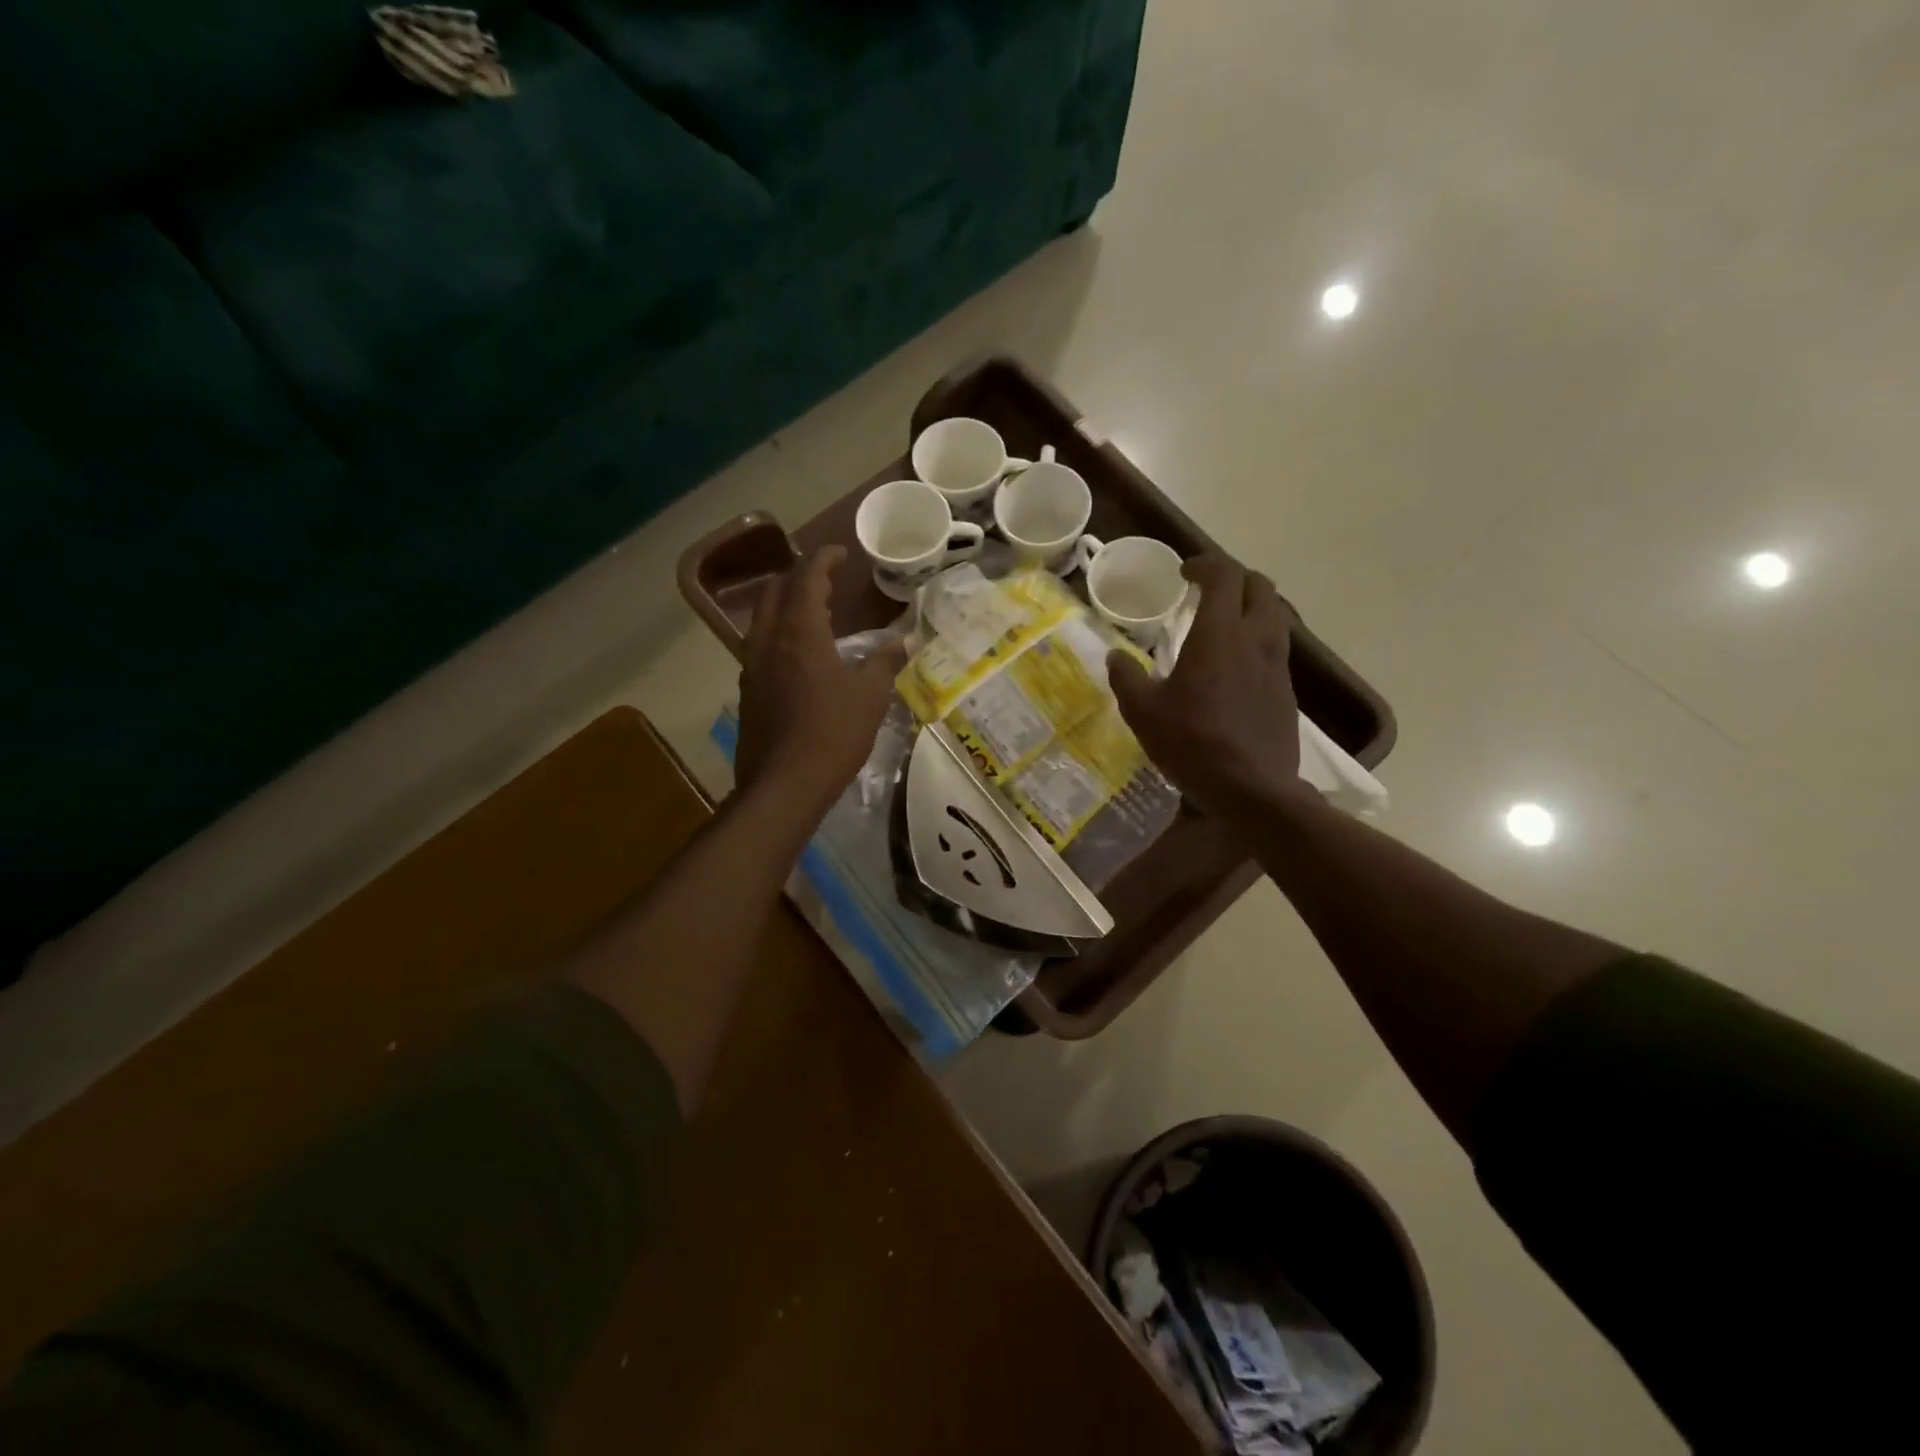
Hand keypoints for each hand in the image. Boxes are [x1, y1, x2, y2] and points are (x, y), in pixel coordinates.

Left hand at [734, 546, 906, 811]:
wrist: (784, 784)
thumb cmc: (833, 734)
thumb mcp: (870, 697)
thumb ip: (885, 663)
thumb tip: (903, 642)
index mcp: (800, 632)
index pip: (806, 578)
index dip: (823, 560)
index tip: (841, 553)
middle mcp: (768, 639)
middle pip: (775, 590)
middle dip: (798, 577)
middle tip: (825, 581)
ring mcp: (752, 665)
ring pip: (762, 617)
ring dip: (785, 605)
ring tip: (813, 613)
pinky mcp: (748, 689)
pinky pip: (760, 645)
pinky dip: (778, 633)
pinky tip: (799, 654)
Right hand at [1107, 554, 1305, 816]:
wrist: (1253, 789)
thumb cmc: (1193, 744)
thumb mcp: (1143, 713)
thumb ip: (1127, 678)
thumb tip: (1115, 656)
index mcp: (1218, 635)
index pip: (1224, 575)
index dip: (1205, 564)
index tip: (1185, 572)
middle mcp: (1255, 639)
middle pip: (1259, 586)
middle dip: (1234, 578)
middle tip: (1208, 591)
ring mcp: (1277, 665)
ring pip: (1275, 615)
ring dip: (1251, 607)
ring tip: (1225, 624)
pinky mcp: (1287, 691)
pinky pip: (1277, 648)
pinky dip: (1258, 640)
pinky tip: (1237, 666)